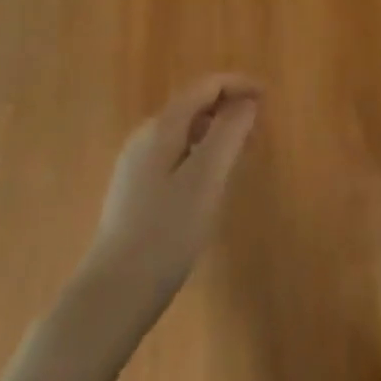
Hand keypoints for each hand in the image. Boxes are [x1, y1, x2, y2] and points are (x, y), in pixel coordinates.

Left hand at [87, 74, 261, 303]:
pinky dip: (200, 153)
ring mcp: (135, 166)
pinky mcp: (134, 192)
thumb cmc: (165, 233)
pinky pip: (174, 155)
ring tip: (241, 154)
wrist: (112, 296)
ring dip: (216, 132)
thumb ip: (228, 133)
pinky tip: (210, 183)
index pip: (205, 86)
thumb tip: (247, 101)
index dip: (238, 84)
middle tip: (259, 130)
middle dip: (228, 108)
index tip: (268, 99)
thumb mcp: (206, 179)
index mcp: (161, 128)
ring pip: (184, 132)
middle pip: (193, 105)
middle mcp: (144, 138)